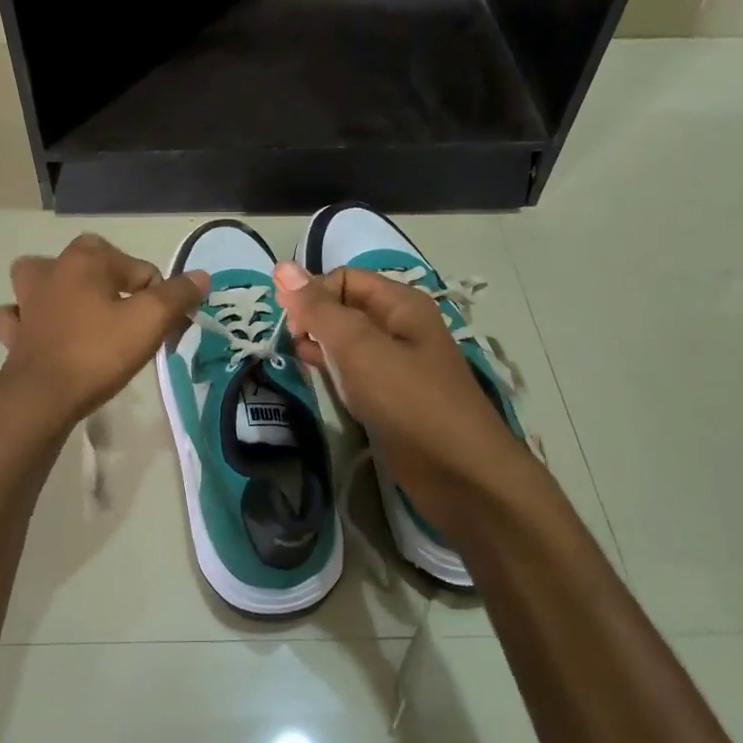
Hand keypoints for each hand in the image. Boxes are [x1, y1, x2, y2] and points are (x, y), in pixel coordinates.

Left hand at [0, 234, 208, 425]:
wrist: (42, 398)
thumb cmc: (98, 353)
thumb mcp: (149, 322)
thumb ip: (177, 295)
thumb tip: (200, 276)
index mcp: (86, 259)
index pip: (141, 270)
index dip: (159, 298)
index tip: (165, 329)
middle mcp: (52, 269)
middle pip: (93, 264)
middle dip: (114, 284)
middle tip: (130, 321)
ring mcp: (26, 300)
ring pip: (43, 279)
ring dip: (61, 289)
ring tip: (81, 312)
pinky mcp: (13, 331)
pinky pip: (17, 315)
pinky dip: (26, 319)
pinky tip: (39, 332)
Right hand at [272, 261, 528, 530]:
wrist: (461, 474)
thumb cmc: (409, 401)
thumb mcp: (359, 348)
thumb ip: (319, 309)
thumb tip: (282, 268)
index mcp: (401, 304)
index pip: (344, 279)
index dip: (312, 293)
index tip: (288, 324)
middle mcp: (401, 327)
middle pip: (346, 307)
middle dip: (314, 319)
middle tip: (290, 345)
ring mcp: (399, 364)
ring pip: (349, 342)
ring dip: (321, 346)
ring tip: (297, 362)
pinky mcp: (394, 398)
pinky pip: (356, 372)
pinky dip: (334, 372)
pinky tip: (319, 382)